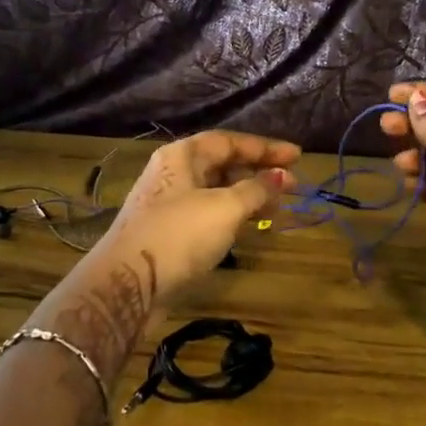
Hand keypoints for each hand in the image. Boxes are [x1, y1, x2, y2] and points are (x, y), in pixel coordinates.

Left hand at [94, 130, 299, 302]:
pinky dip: (232, 216)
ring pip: (216, 191)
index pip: (230, 141)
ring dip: (248, 196)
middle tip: (293, 186)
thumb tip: (280, 176)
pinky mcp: (168, 232)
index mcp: (182, 156)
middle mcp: (173, 173)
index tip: (298, 156)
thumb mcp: (225, 208)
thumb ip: (256, 189)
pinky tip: (249, 227)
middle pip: (222, 164)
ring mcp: (169, 204)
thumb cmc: (179, 235)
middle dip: (259, 173)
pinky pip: (208, 214)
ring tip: (277, 209)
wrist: (127, 284)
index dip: (265, 147)